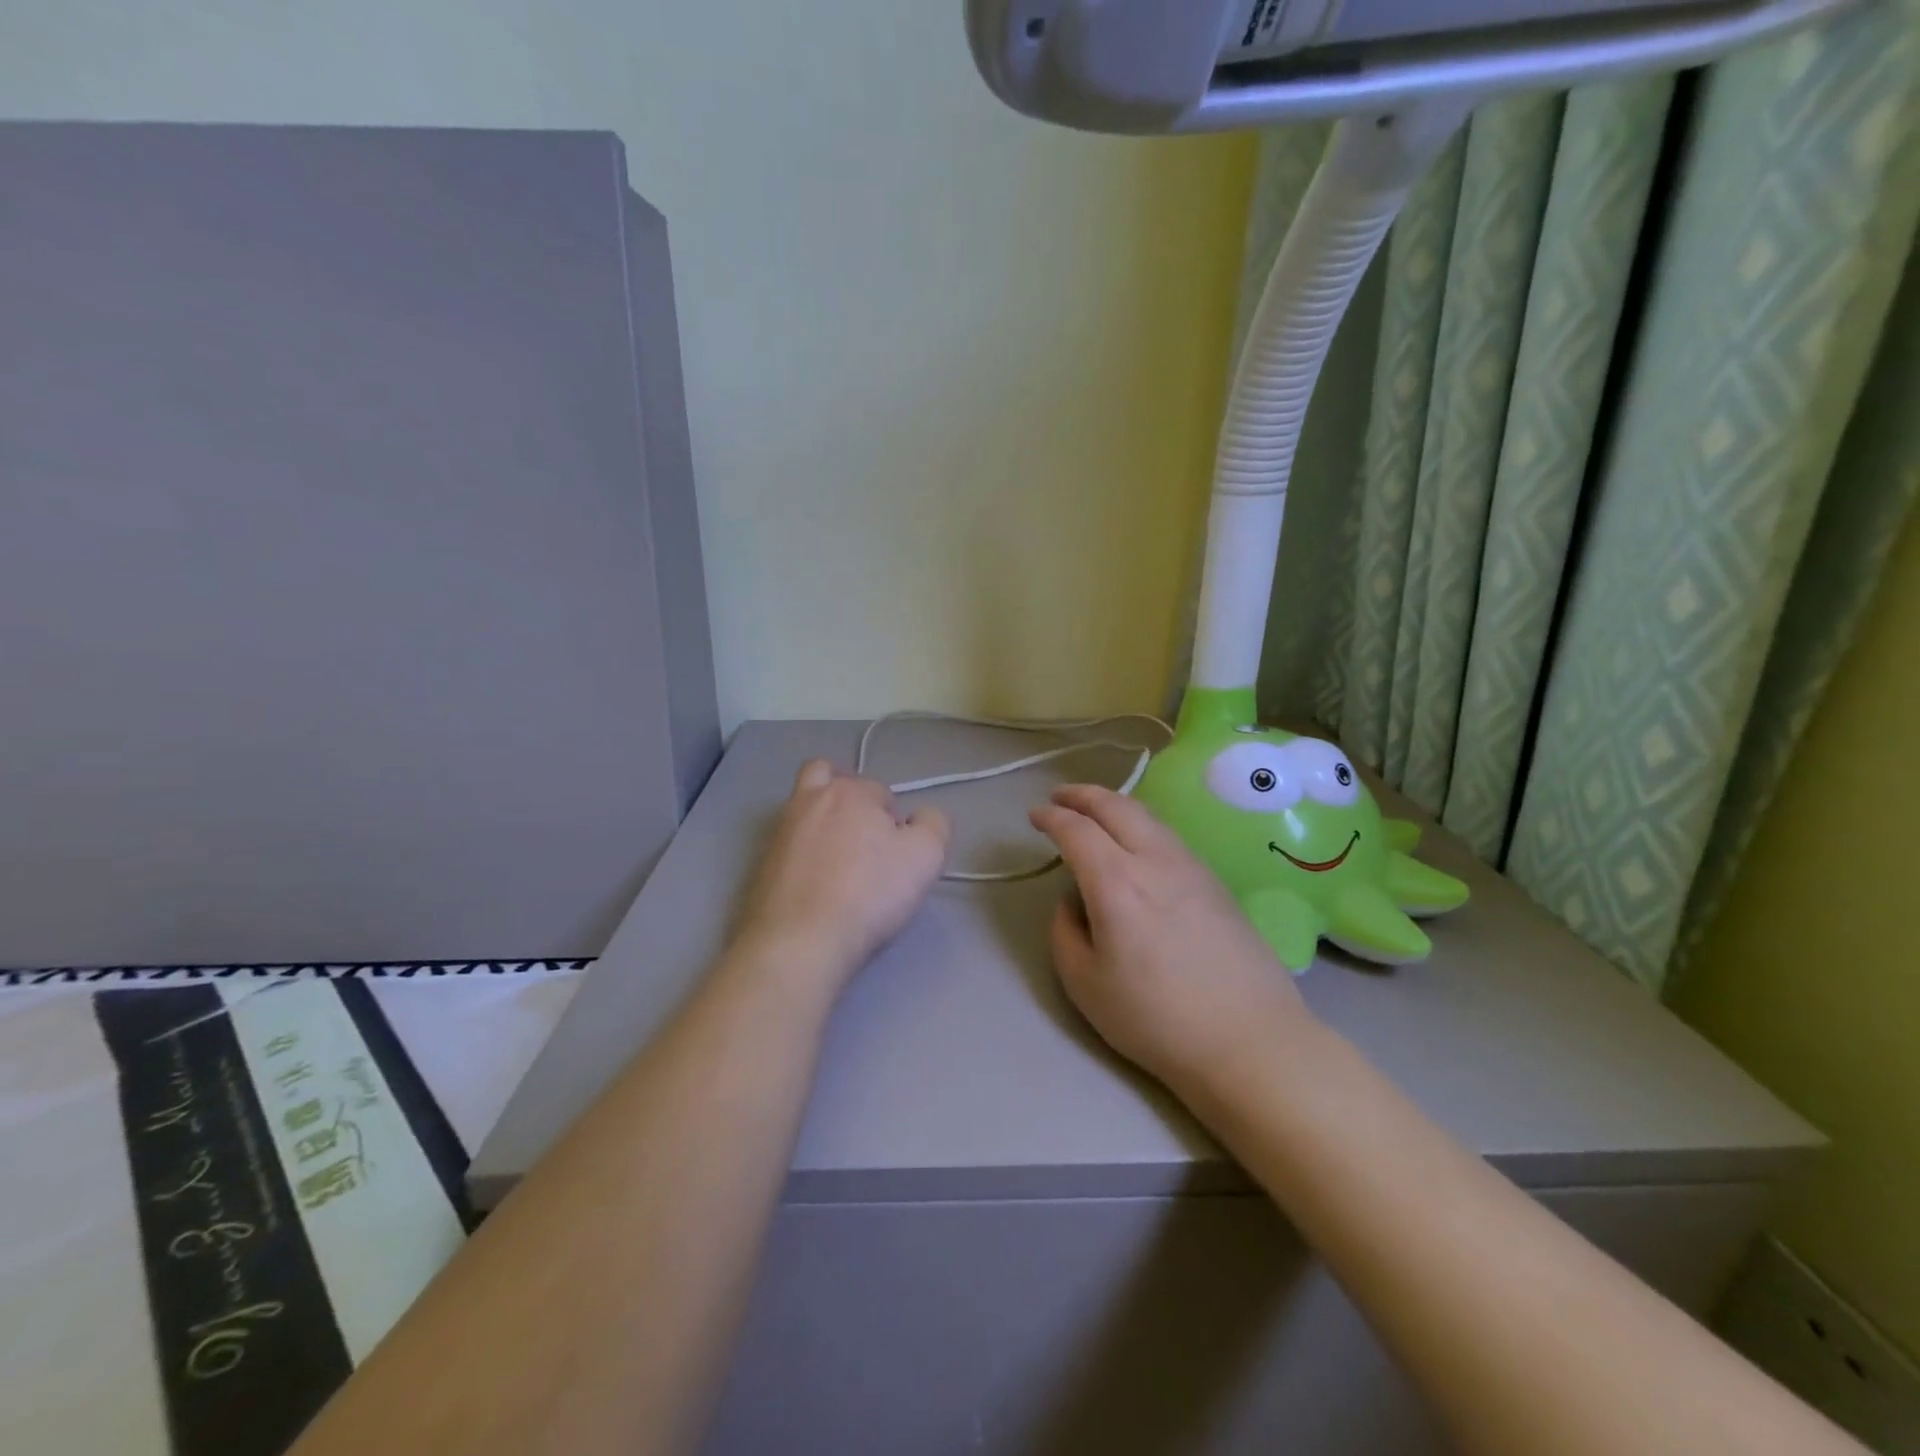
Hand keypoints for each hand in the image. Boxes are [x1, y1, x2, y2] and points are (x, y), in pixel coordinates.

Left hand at [735, 760, 948, 997]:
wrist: (799, 942)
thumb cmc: (869, 893)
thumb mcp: (926, 856)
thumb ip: (934, 824)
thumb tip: (920, 818)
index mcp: (849, 792)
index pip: (882, 792)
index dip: (896, 820)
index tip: (899, 853)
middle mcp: (808, 801)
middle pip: (827, 776)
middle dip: (848, 795)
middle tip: (864, 834)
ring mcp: (779, 832)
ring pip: (802, 807)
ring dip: (821, 819)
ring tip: (840, 857)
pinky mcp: (760, 864)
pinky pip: (787, 844)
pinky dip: (802, 852)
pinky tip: (815, 881)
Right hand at [1030, 784, 1315, 1098]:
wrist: (1248, 1039)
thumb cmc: (1156, 1018)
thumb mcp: (1084, 984)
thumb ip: (1065, 932)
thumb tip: (1073, 902)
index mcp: (1115, 882)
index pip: (1076, 830)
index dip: (1051, 817)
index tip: (1035, 816)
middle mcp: (1154, 860)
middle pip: (1115, 806)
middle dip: (1082, 794)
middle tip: (1060, 796)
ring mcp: (1191, 867)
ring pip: (1147, 816)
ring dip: (1114, 805)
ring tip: (1096, 813)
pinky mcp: (1216, 882)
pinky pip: (1168, 835)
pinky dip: (1141, 824)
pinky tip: (1137, 843)